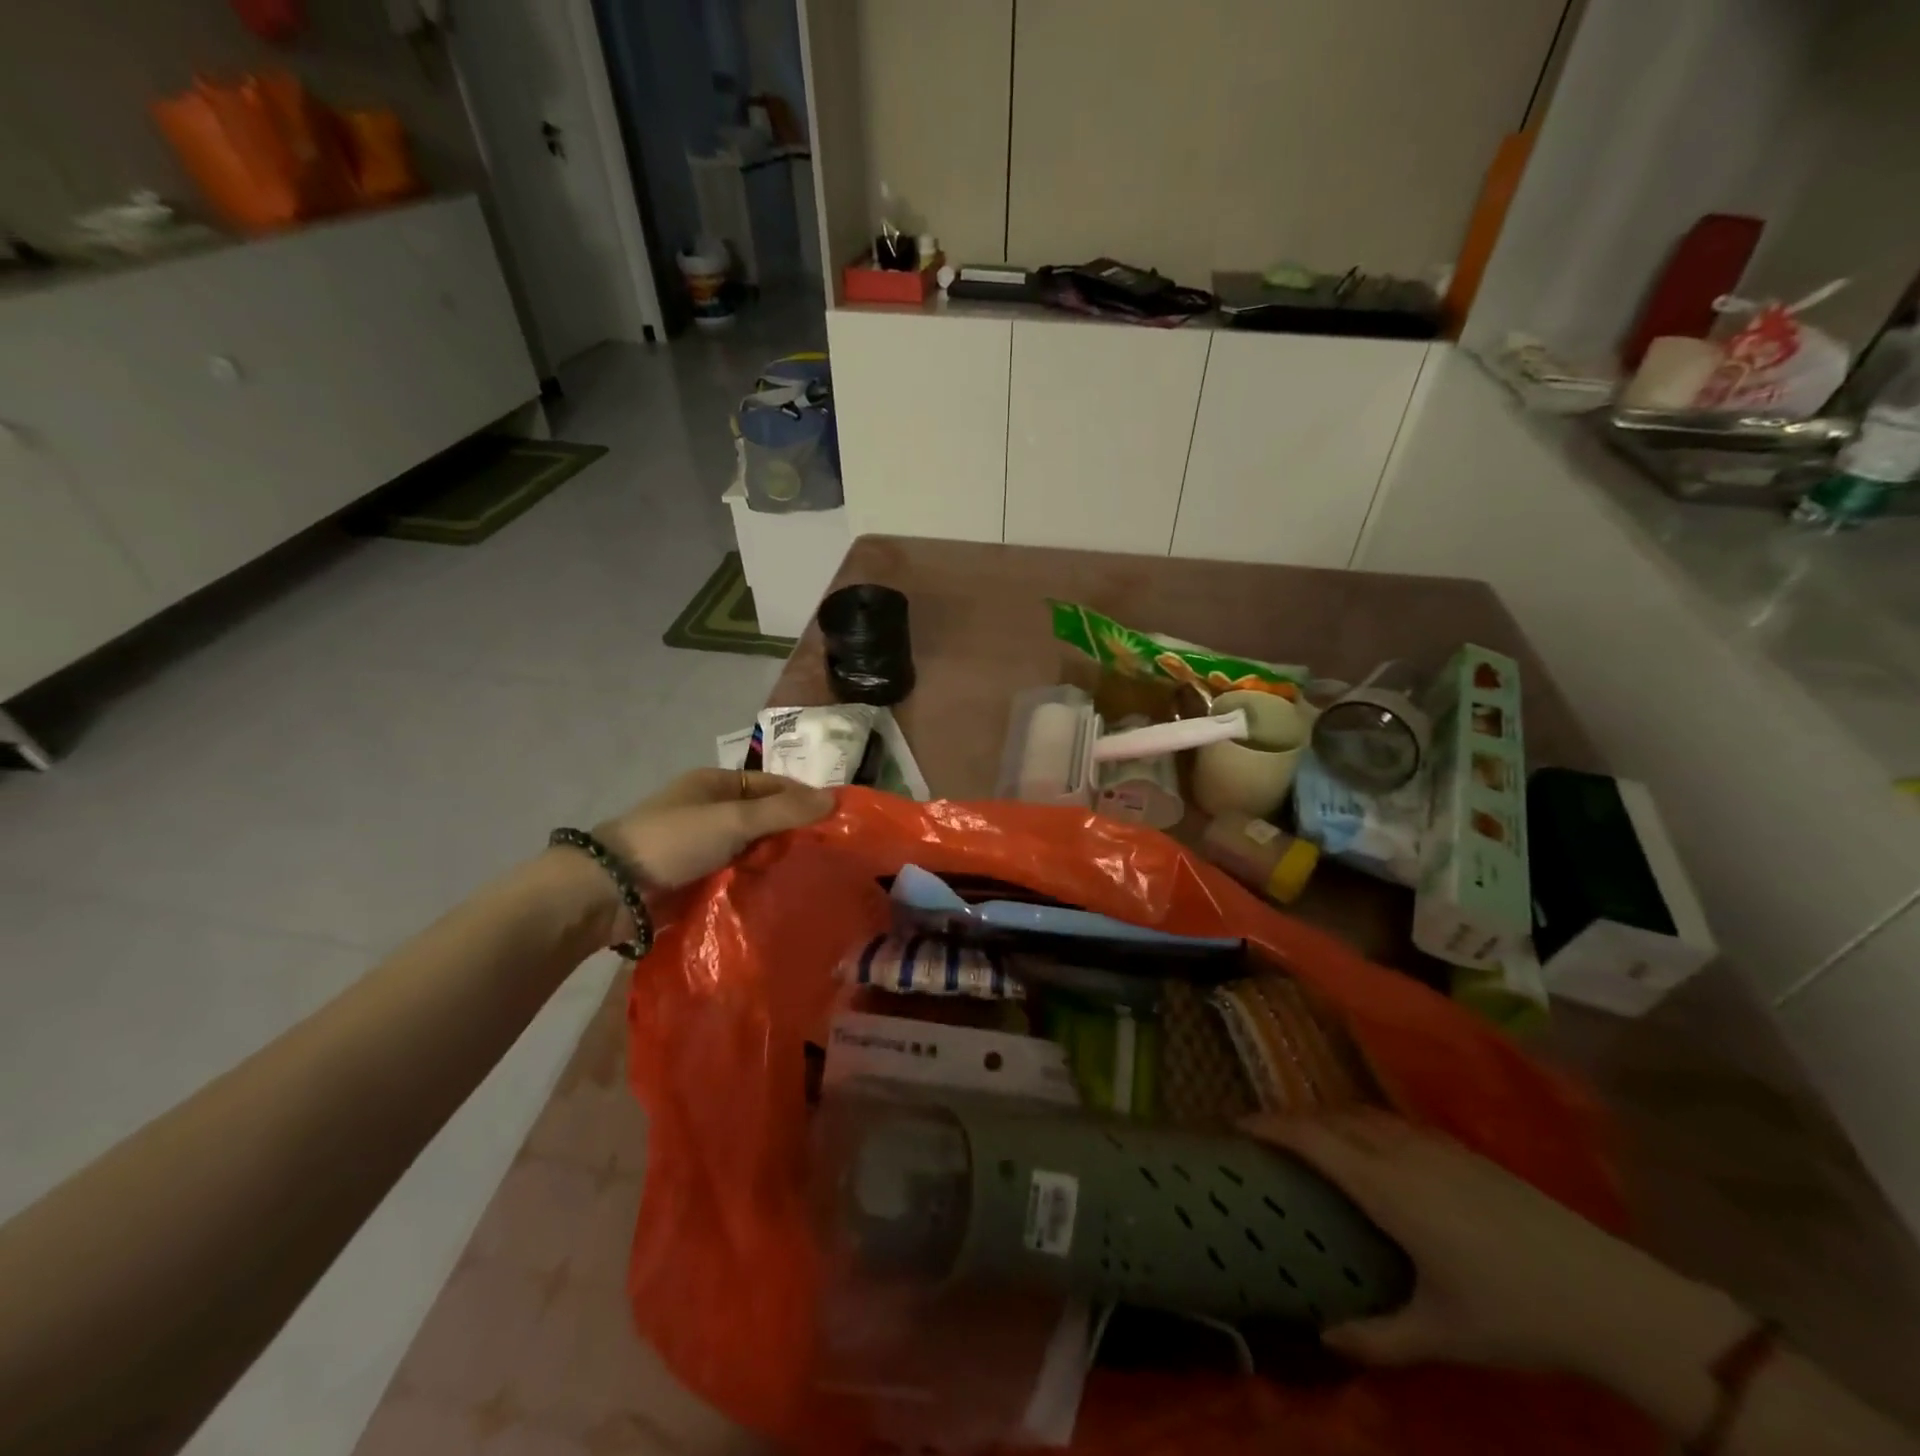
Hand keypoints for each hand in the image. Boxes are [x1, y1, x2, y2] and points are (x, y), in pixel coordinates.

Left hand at [595, 769, 835, 891]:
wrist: (610, 891)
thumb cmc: (673, 840)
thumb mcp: (733, 819)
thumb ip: (783, 811)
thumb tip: (835, 800)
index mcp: (716, 784)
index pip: (773, 785)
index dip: (804, 798)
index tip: (837, 820)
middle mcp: (711, 811)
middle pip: (765, 818)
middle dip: (794, 833)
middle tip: (831, 854)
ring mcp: (703, 847)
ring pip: (753, 849)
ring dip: (776, 860)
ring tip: (815, 877)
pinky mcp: (697, 879)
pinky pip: (737, 875)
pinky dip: (757, 881)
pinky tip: (783, 894)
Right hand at [1247, 1110, 1712, 1375]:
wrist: (1608, 1294)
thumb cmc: (1515, 1314)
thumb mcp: (1443, 1335)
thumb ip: (1379, 1337)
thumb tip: (1324, 1339)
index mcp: (1386, 1188)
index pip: (1312, 1140)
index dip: (1271, 1126)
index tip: (1238, 1124)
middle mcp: (1401, 1153)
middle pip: (1332, 1118)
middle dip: (1293, 1119)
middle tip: (1267, 1133)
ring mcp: (1435, 1145)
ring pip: (1364, 1114)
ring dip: (1329, 1117)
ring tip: (1313, 1136)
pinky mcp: (1462, 1149)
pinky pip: (1393, 1121)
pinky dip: (1364, 1122)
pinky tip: (1373, 1146)